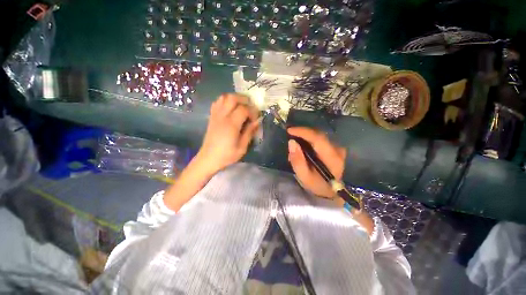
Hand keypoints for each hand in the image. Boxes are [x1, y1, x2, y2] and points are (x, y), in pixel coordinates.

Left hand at [196, 93, 259, 175]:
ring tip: (241, 106)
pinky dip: (225, 101)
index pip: (243, 109)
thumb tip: (257, 121)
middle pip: (232, 98)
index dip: (252, 111)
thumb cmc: (226, 155)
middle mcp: (222, 116)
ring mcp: (215, 115)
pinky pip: (217, 103)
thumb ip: (249, 132)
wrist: (208, 159)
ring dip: (234, 98)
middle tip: (251, 107)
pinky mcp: (211, 117)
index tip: (256, 118)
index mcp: (231, 124)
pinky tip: (230, 108)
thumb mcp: (242, 147)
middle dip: (244, 99)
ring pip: (224, 97)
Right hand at [287, 127, 345, 198]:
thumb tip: (291, 142)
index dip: (303, 132)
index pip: (318, 138)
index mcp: (332, 158)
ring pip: (318, 135)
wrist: (331, 191)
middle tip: (289, 135)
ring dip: (305, 136)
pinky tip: (302, 145)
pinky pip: (319, 138)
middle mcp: (337, 149)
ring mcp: (337, 148)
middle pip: (318, 134)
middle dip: (302, 132)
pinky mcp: (334, 147)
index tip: (289, 130)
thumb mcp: (304, 177)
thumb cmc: (317, 185)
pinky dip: (309, 139)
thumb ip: (297, 160)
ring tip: (294, 143)